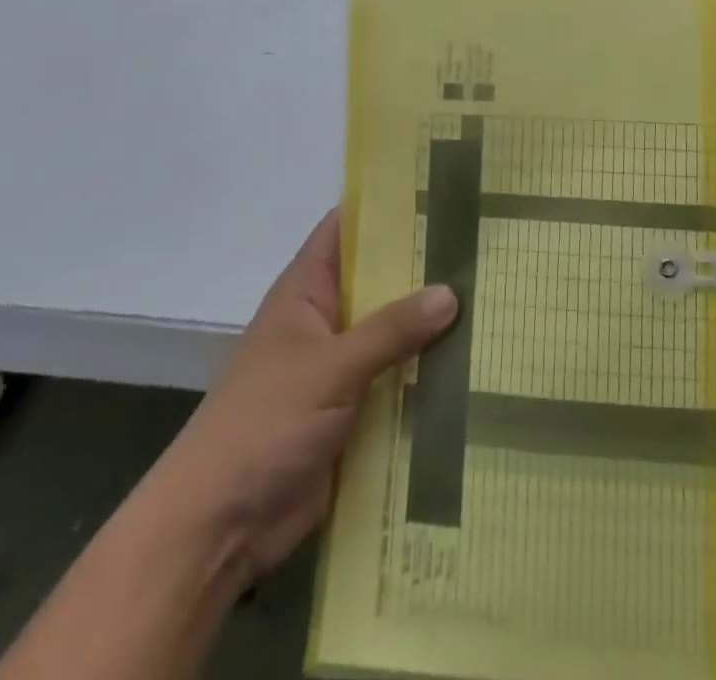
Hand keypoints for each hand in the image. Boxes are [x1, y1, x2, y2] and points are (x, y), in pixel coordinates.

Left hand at [150, 209, 457, 578]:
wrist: (220, 526)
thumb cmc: (264, 423)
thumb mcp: (331, 367)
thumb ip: (391, 329)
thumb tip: (450, 292)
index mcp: (308, 291)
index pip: (348, 227)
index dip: (387, 206)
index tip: (440, 190)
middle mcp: (326, 319)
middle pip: (381, 280)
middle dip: (426, 266)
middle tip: (486, 246)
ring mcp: (341, 366)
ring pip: (395, 331)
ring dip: (433, 324)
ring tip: (495, 298)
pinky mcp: (354, 410)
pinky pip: (398, 380)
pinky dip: (429, 373)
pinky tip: (477, 363)